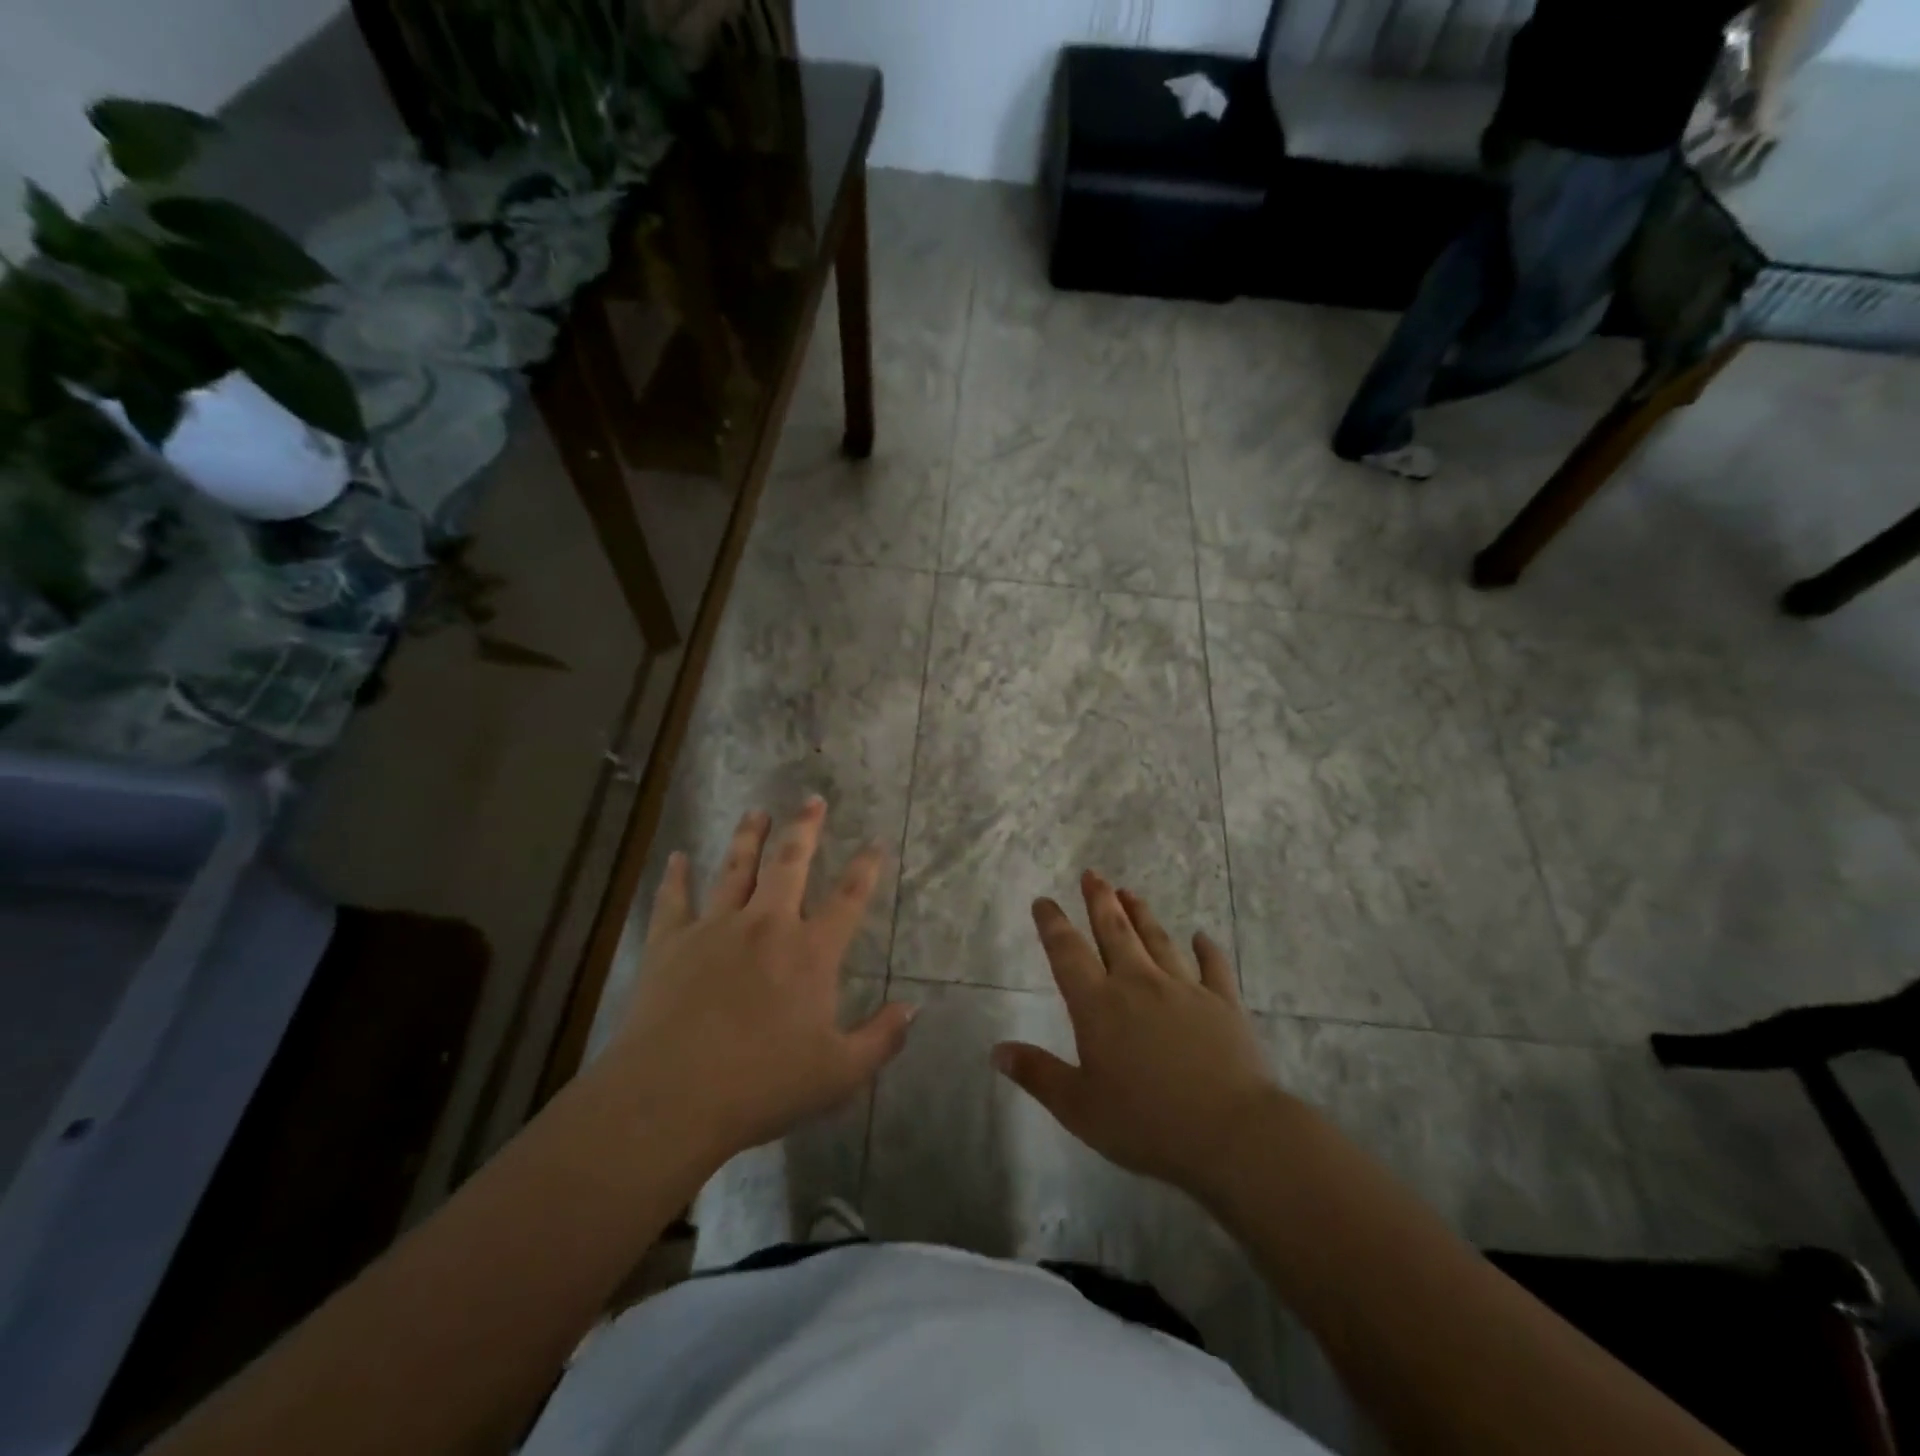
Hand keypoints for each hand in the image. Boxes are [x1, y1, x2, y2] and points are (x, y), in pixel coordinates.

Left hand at [604, 798, 915, 1163]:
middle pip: (790, 863)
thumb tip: (914, 1009)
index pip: (848, 899)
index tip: (874, 842)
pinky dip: (676, 876)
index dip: (865, 868)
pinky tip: (677, 857)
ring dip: (748, 837)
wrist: (671, 1097)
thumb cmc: (762, 1085)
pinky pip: (675, 899)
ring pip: (735, 868)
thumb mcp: (839, 1074)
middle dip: (805, 828)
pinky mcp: (671, 942)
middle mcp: (766, 925)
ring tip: (757, 811)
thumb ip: (881, 1039)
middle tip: (812, 799)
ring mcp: (715, 928)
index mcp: (810, 952)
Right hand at [993, 872, 1283, 1199]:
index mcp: (1098, 1005)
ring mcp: (1184, 988)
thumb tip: (997, 1050)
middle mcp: (1138, 984)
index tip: (1044, 901)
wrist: (1231, 1132)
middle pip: (1115, 931)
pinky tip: (1201, 936)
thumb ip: (1038, 1074)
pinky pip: (1213, 966)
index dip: (1053, 924)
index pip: (1067, 953)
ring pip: (1158, 939)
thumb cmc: (1146, 1123)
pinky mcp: (1223, 1002)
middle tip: (1093, 874)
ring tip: (1130, 892)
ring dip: (1142, 914)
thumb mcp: (1079, 1107)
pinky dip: (1206, 949)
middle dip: (1100, 901)